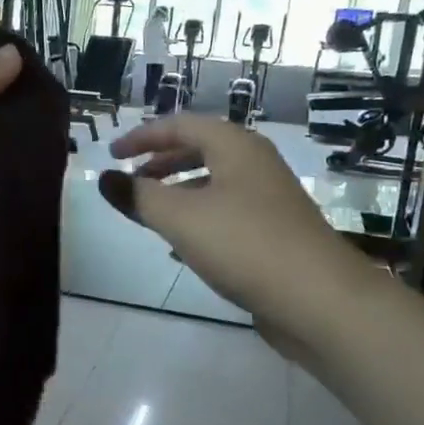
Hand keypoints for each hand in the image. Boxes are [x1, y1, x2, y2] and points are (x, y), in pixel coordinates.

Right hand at [99, 115, 344, 324]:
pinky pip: (226, 214)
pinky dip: (197, 220)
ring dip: (178, 193)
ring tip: (150, 214)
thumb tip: (105, 178)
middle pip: (200, 151)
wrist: (318, 299)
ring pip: (213, 184)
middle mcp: (255, 165)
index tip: (111, 154)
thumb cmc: (244, 244)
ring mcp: (269, 200)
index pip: (181, 125)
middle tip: (131, 182)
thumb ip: (138, 197)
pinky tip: (181, 247)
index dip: (142, 136)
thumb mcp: (181, 218)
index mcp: (235, 147)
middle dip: (161, 163)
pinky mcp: (274, 233)